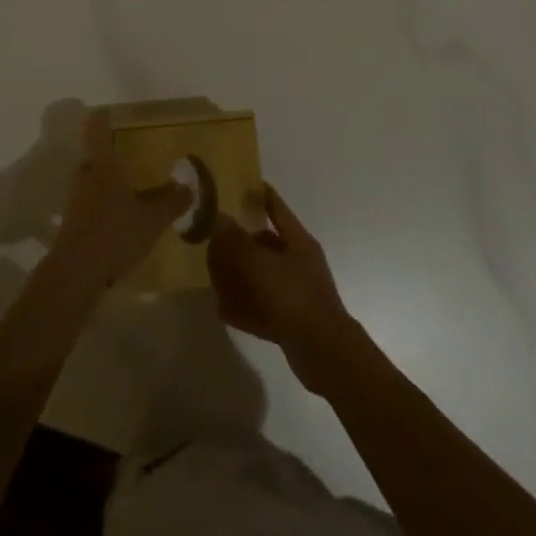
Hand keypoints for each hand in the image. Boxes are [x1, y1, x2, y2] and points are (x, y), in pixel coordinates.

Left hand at [47, 109, 191, 292]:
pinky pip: (93, 201)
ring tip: (136, 185)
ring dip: (111, 179)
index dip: (103, 116)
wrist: (75, 275)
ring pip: (95, 179)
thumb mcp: (152, 219)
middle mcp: (86, 174)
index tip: (113, 111)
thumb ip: (172, 202)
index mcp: (103, 164)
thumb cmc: (115, 234)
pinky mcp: (74, 221)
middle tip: (137, 153)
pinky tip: (125, 216)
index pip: (97, 127)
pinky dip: (107, 202)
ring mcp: (77, 198)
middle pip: (96, 154)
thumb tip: (188, 187)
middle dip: (114, 152)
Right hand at [208, 183, 363, 393]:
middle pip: (264, 243)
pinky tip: (221, 309)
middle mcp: (298, 261)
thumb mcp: (259, 263)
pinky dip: (243, 306)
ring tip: (212, 273)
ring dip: (238, 275)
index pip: (276, 207)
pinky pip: (261, 307)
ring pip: (261, 276)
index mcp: (297, 240)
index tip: (236, 184)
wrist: (323, 352)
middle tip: (212, 237)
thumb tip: (219, 218)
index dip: (258, 194)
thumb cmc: (292, 296)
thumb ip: (236, 240)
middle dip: (238, 241)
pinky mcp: (290, 320)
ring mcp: (295, 292)